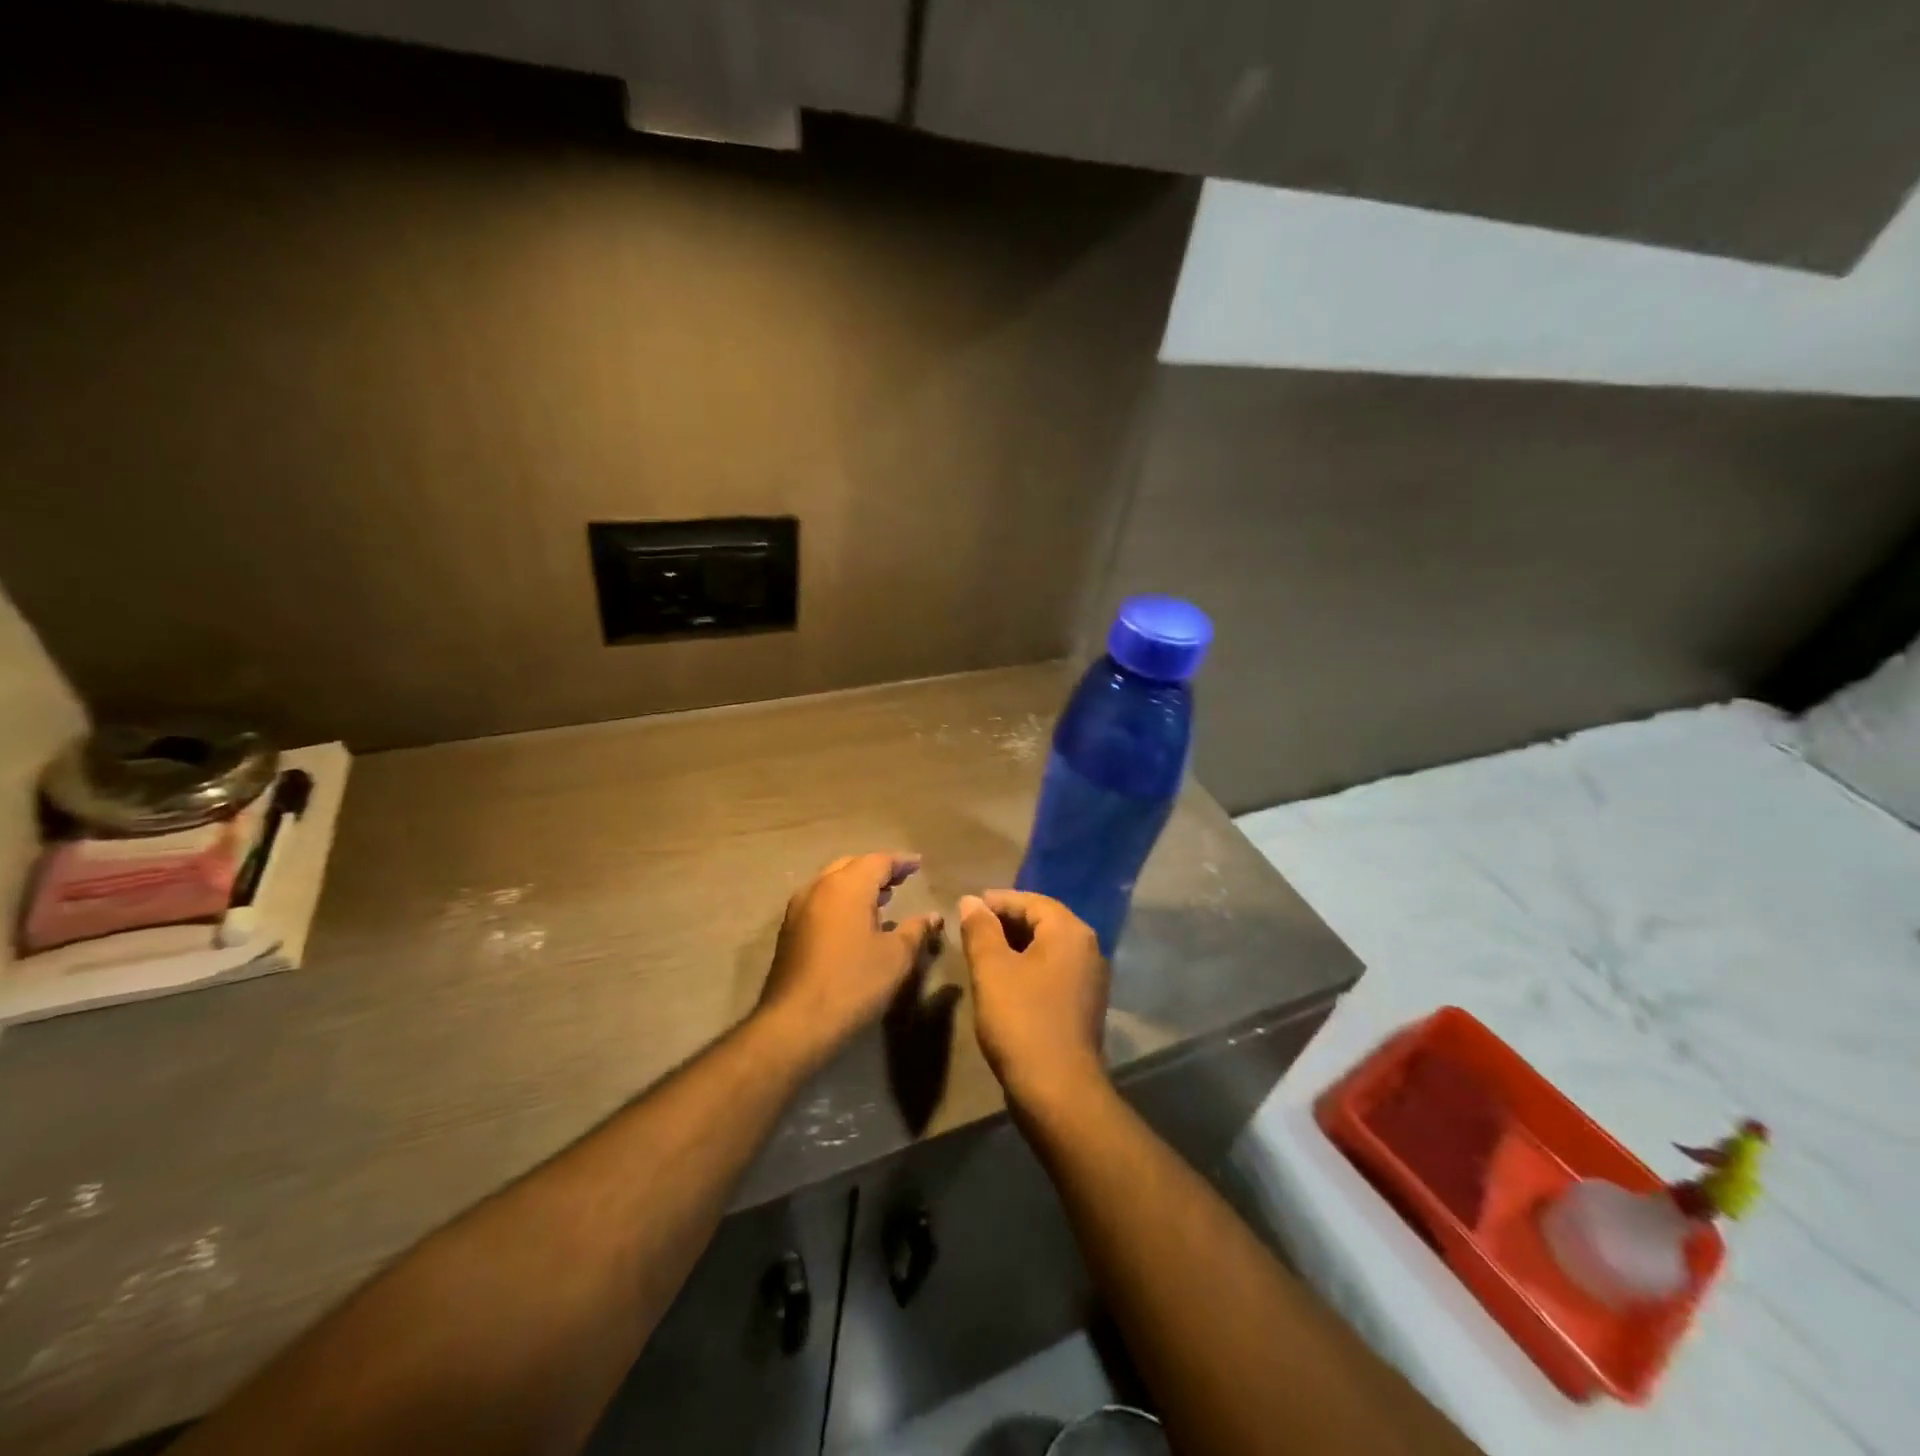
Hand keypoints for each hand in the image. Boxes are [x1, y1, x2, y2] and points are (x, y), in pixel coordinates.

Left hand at [757, 852, 942, 1059]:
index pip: (878, 861)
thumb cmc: (853, 983)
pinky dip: (841, 901)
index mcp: (847, 886)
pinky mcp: (789, 930)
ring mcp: (799, 908)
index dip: (900, 862)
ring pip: (832, 882)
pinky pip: (820, 901)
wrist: (795, 1022)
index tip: (918, 865)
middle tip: (900, 879)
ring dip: (857, 885)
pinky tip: (854, 922)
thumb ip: (916, 930)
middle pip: (851, 866)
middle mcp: (819, 887)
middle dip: (877, 870)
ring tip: (882, 898)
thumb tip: (933, 917)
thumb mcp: (896, 957)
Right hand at [957, 890, 1109, 1111]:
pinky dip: (1029, 966)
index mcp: (1069, 932)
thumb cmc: (1021, 1020)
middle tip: (972, 928)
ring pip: (1048, 947)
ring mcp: (1090, 978)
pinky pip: (1054, 970)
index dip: (997, 901)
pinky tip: (1005, 980)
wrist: (1058, 1090)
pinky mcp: (1085, 1004)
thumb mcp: (991, 969)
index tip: (968, 907)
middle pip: (1043, 921)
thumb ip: (980, 929)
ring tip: (983, 952)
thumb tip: (970, 901)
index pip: (1031, 901)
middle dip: (1006, 921)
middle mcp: (1088, 948)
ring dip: (1016, 945)